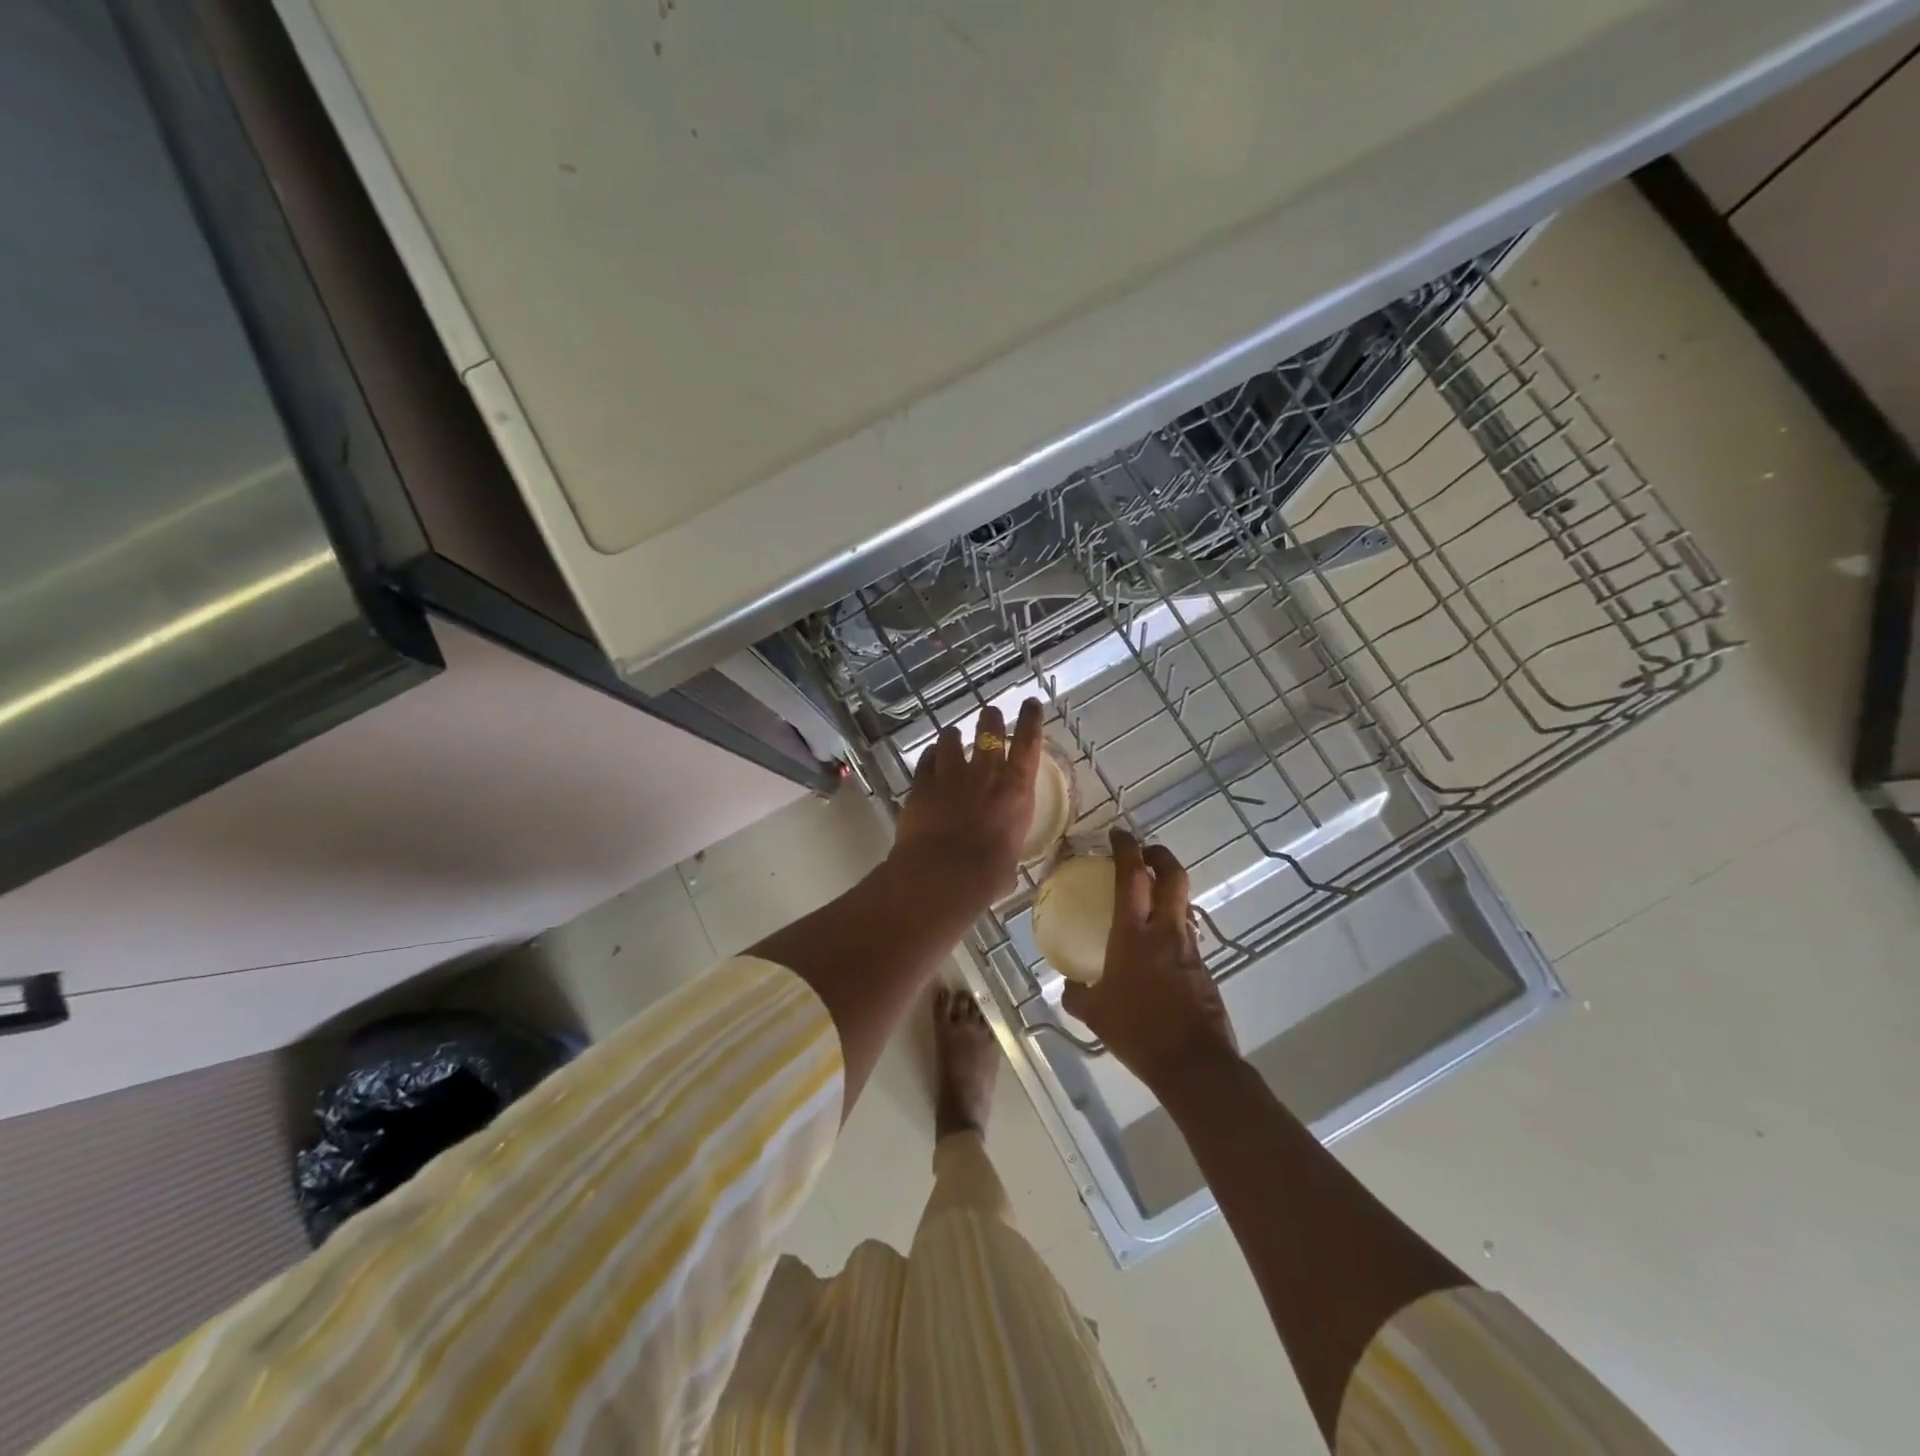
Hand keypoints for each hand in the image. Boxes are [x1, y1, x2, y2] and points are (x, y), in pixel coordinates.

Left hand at [891, 700, 1043, 907]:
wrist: (943, 873)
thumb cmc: (986, 875)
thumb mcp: (1008, 865)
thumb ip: (1006, 859)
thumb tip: (1004, 874)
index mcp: (1016, 790)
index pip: (1029, 744)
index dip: (1031, 720)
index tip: (1031, 704)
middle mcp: (986, 774)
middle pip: (989, 731)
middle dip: (990, 719)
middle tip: (989, 713)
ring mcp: (951, 775)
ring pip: (951, 740)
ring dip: (953, 736)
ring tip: (952, 735)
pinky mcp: (922, 784)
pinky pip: (926, 761)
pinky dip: (930, 757)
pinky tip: (930, 758)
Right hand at [1062, 830, 1238, 1088]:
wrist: (1193, 1063)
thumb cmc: (1137, 1031)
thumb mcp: (1095, 1014)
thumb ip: (1078, 994)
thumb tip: (1068, 985)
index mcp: (1133, 934)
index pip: (1132, 877)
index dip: (1126, 849)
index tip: (1118, 834)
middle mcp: (1165, 932)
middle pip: (1172, 876)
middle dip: (1159, 855)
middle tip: (1144, 851)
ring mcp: (1189, 949)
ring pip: (1182, 904)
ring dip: (1168, 890)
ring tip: (1149, 896)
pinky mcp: (1203, 969)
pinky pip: (1186, 934)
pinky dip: (1172, 925)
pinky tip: (1158, 945)